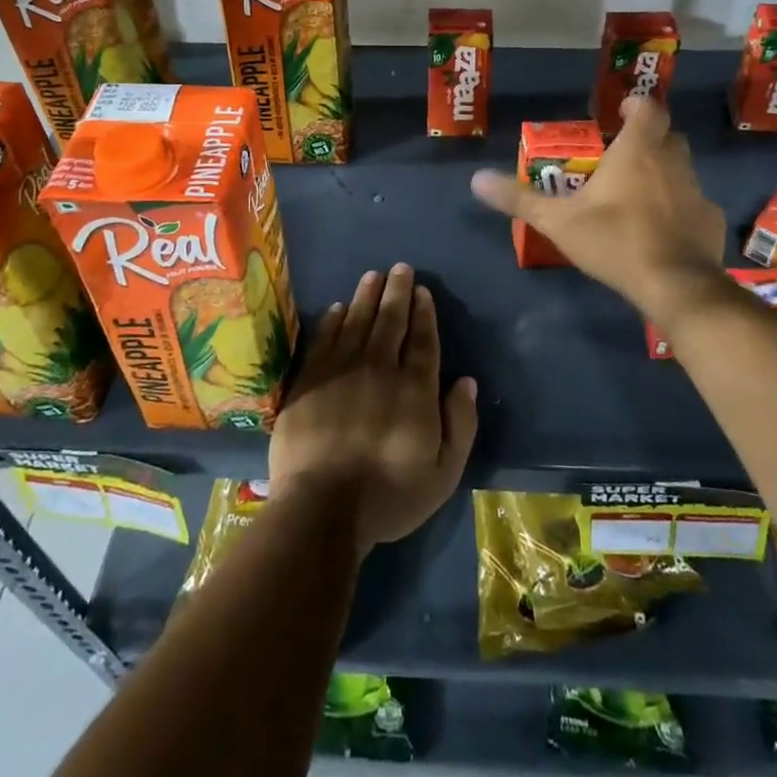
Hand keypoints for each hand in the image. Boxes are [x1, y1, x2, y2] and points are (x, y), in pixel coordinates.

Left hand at [270, 264, 477, 557]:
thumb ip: (460, 424)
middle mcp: (379, 369)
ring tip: (373, 274)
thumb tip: (466, 381)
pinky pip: (324, 339)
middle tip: (400, 268)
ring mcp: (341, 371)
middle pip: (390, 321)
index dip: (424, 313)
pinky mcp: (309, 380)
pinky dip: (333, 320)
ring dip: (366, 295)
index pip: (423, 340)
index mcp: (414, 389)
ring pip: (357, 321)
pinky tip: (338, 307)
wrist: (321, 508)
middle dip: (397, 292)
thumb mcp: (443, 474)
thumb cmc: (388, 496)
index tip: (423, 291)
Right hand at [470, 95, 727, 322]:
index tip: (622, 112)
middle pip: (667, 136)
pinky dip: (679, 207)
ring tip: (639, 192)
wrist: (675, 285)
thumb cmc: (615, 241)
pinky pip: (693, 203)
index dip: (636, 105)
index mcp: (637, 152)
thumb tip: (476, 179)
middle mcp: (672, 162)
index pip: (648, 109)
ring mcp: (696, 191)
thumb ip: (519, 199)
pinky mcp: (709, 220)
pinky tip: (663, 229)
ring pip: (682, 168)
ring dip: (663, 172)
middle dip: (648, 138)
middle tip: (623, 153)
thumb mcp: (558, 221)